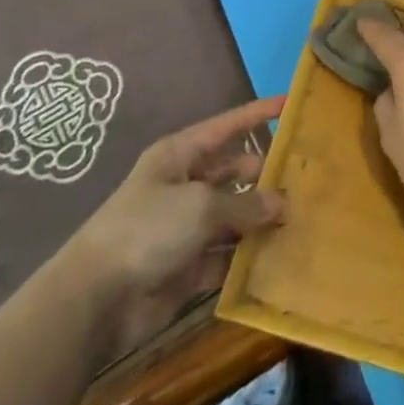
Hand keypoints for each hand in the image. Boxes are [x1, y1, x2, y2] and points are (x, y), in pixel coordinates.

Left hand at [60, 96, 285, 348]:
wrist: (95, 300)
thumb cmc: (147, 230)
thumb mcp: (201, 205)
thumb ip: (245, 203)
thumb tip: (281, 203)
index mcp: (180, 155)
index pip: (228, 125)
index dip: (258, 114)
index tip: (291, 104)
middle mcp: (185, 184)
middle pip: (234, 171)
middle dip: (266, 175)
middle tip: (308, 179)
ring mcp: (185, 226)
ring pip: (234, 215)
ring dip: (261, 220)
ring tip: (303, 218)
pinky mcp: (187, 265)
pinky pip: (225, 255)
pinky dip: (247, 258)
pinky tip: (279, 259)